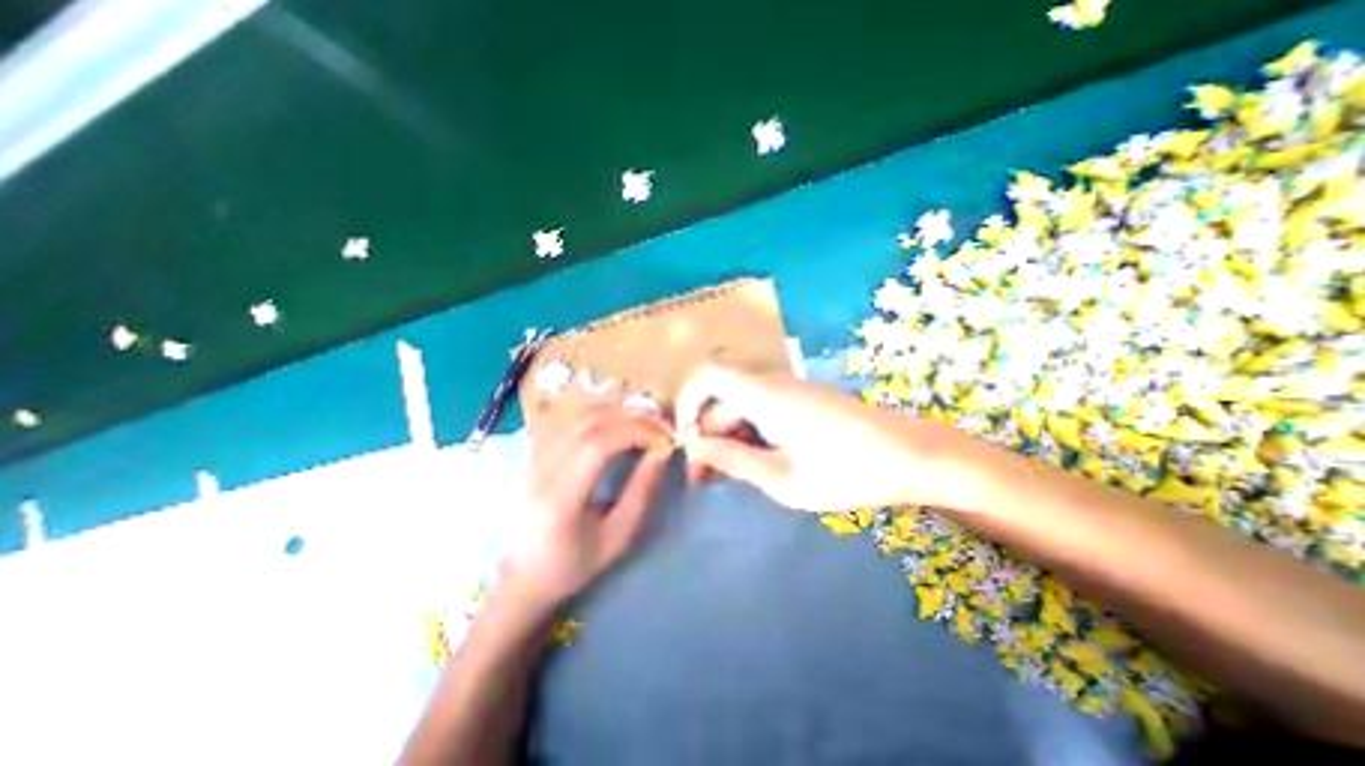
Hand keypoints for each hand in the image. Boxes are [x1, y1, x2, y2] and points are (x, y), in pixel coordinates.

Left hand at [501, 407, 674, 610]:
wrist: (520, 575)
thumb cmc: (572, 564)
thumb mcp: (616, 538)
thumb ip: (641, 492)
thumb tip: (662, 452)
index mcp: (560, 496)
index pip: (599, 442)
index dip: (637, 432)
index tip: (666, 441)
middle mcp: (542, 467)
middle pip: (592, 421)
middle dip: (634, 418)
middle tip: (664, 428)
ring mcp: (534, 455)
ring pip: (582, 413)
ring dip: (620, 412)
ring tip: (648, 424)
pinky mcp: (535, 451)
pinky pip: (573, 419)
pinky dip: (603, 415)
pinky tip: (621, 425)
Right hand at [673, 362, 988, 515]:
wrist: (912, 456)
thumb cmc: (848, 472)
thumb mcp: (783, 478)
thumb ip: (733, 460)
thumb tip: (695, 448)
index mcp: (763, 395)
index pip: (706, 375)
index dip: (686, 403)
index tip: (687, 443)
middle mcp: (772, 383)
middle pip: (720, 397)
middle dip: (707, 434)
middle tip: (706, 479)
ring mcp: (788, 390)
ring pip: (739, 405)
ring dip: (728, 437)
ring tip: (731, 477)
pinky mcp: (801, 400)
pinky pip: (760, 409)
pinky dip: (749, 433)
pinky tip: (759, 463)